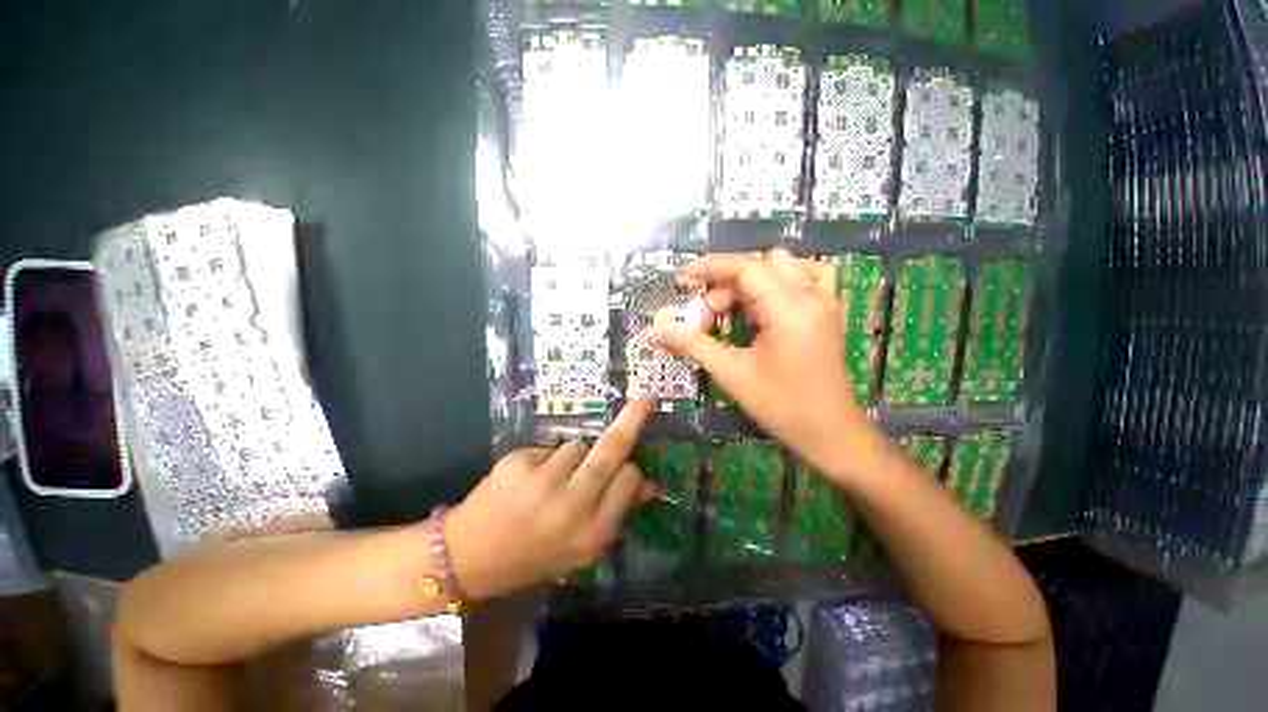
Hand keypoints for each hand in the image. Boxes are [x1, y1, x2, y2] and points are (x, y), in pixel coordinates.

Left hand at [444, 399, 655, 599]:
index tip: (631, 468)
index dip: (631, 473)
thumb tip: (646, 484)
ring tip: (554, 480)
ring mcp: (544, 481)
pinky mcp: (518, 462)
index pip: (628, 483)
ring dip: (576, 456)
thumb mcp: (580, 551)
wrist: (472, 555)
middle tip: (643, 401)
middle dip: (630, 423)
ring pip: (578, 446)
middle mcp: (574, 505)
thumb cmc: (532, 559)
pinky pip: (547, 449)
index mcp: (594, 534)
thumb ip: (612, 516)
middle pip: (610, 452)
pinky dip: (546, 460)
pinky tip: (529, 481)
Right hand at [649, 248, 883, 480]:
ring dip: (758, 277)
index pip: (745, 267)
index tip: (683, 280)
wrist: (830, 431)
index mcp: (787, 307)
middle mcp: (809, 294)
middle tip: (710, 319)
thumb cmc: (782, 406)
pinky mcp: (831, 311)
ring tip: (741, 308)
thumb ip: (694, 345)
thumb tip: (655, 332)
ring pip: (787, 265)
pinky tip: (776, 300)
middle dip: (729, 283)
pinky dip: (791, 278)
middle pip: (761, 264)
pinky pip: (814, 275)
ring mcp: (825, 300)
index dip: (710, 268)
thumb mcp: (734, 375)